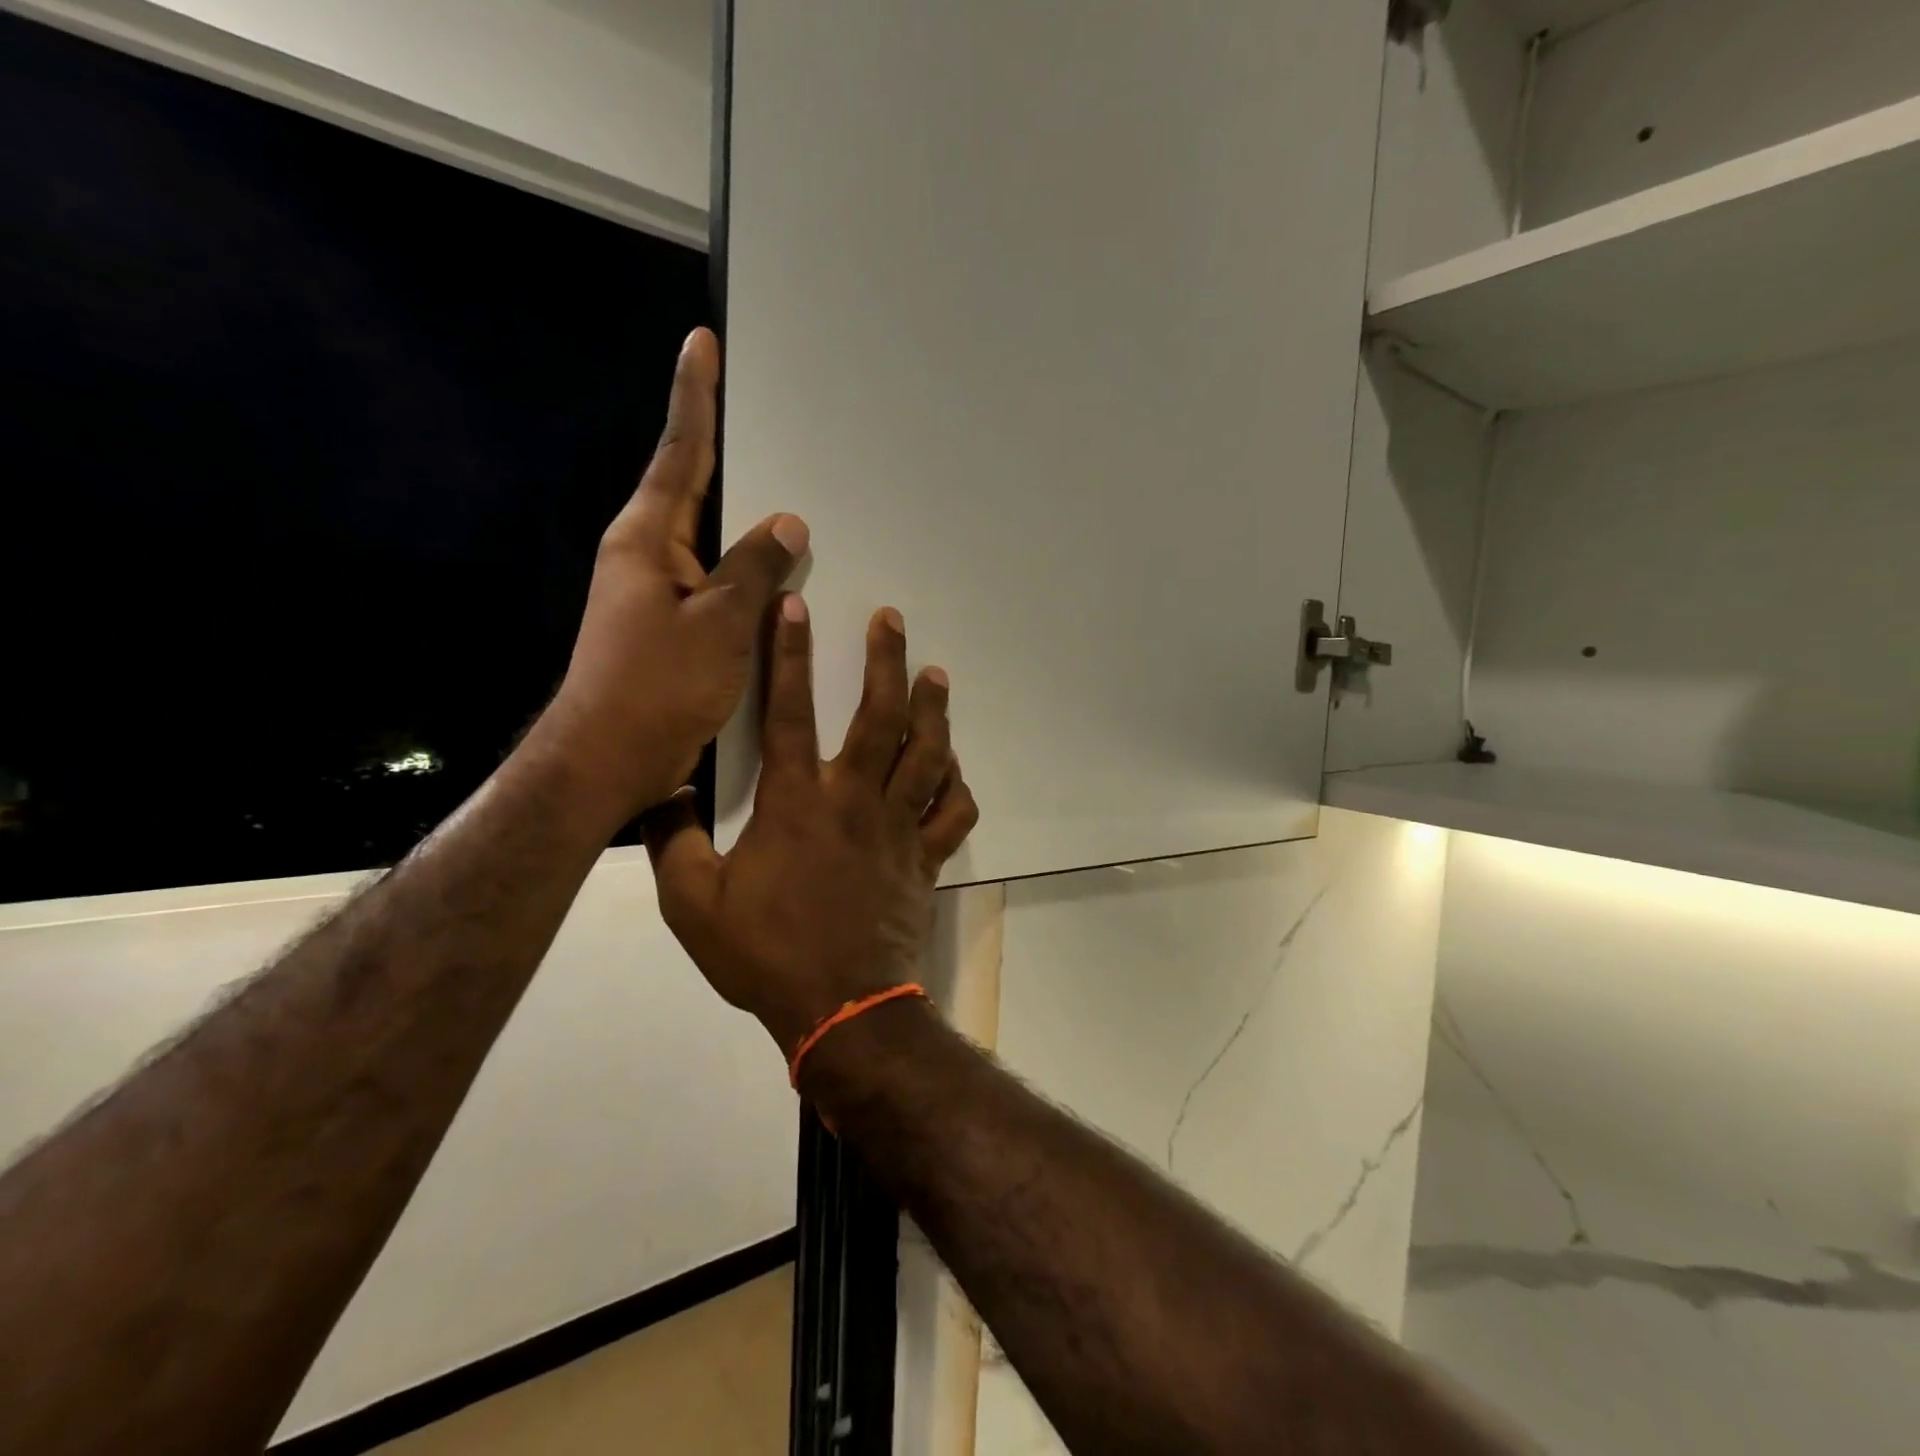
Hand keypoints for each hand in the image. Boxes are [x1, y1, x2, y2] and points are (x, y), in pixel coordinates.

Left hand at [537, 327, 807, 821]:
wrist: (608, 758)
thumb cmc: (656, 686)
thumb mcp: (717, 624)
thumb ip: (755, 569)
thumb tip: (789, 523)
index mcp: (647, 539)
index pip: (680, 454)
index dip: (695, 398)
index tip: (701, 343)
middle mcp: (647, 556)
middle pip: (694, 491)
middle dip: (728, 453)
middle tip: (764, 416)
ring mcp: (658, 593)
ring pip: (712, 543)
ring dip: (745, 524)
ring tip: (790, 500)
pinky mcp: (673, 627)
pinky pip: (718, 584)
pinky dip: (747, 574)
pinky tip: (780, 579)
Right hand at [642, 599, 979, 1058]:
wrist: (842, 1009)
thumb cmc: (767, 954)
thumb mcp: (691, 905)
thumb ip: (671, 842)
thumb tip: (659, 792)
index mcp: (796, 802)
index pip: (789, 710)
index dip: (789, 654)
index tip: (796, 605)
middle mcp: (854, 799)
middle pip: (879, 716)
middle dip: (886, 660)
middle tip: (892, 619)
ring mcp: (898, 827)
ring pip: (927, 753)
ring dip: (933, 709)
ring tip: (936, 674)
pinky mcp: (925, 858)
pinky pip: (953, 812)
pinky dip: (957, 786)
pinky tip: (952, 769)